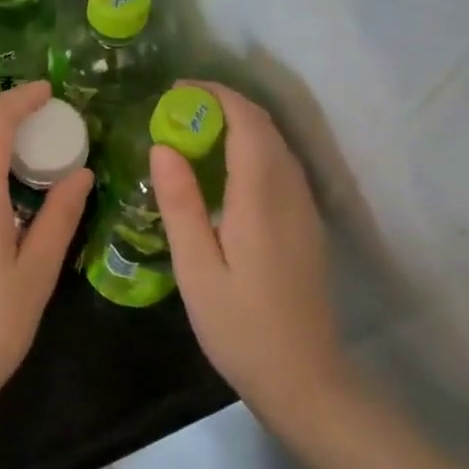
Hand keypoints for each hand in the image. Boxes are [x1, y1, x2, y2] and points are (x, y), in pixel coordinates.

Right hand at [150, 81, 347, 426]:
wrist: (305, 379)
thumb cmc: (240, 327)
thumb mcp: (196, 270)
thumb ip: (180, 204)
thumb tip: (163, 146)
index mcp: (261, 200)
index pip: (247, 123)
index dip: (215, 95)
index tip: (177, 90)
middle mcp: (290, 194)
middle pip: (265, 127)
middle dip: (224, 104)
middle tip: (177, 109)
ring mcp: (304, 208)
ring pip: (276, 144)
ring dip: (239, 123)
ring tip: (193, 131)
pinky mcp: (306, 223)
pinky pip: (281, 165)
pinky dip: (251, 147)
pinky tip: (223, 167)